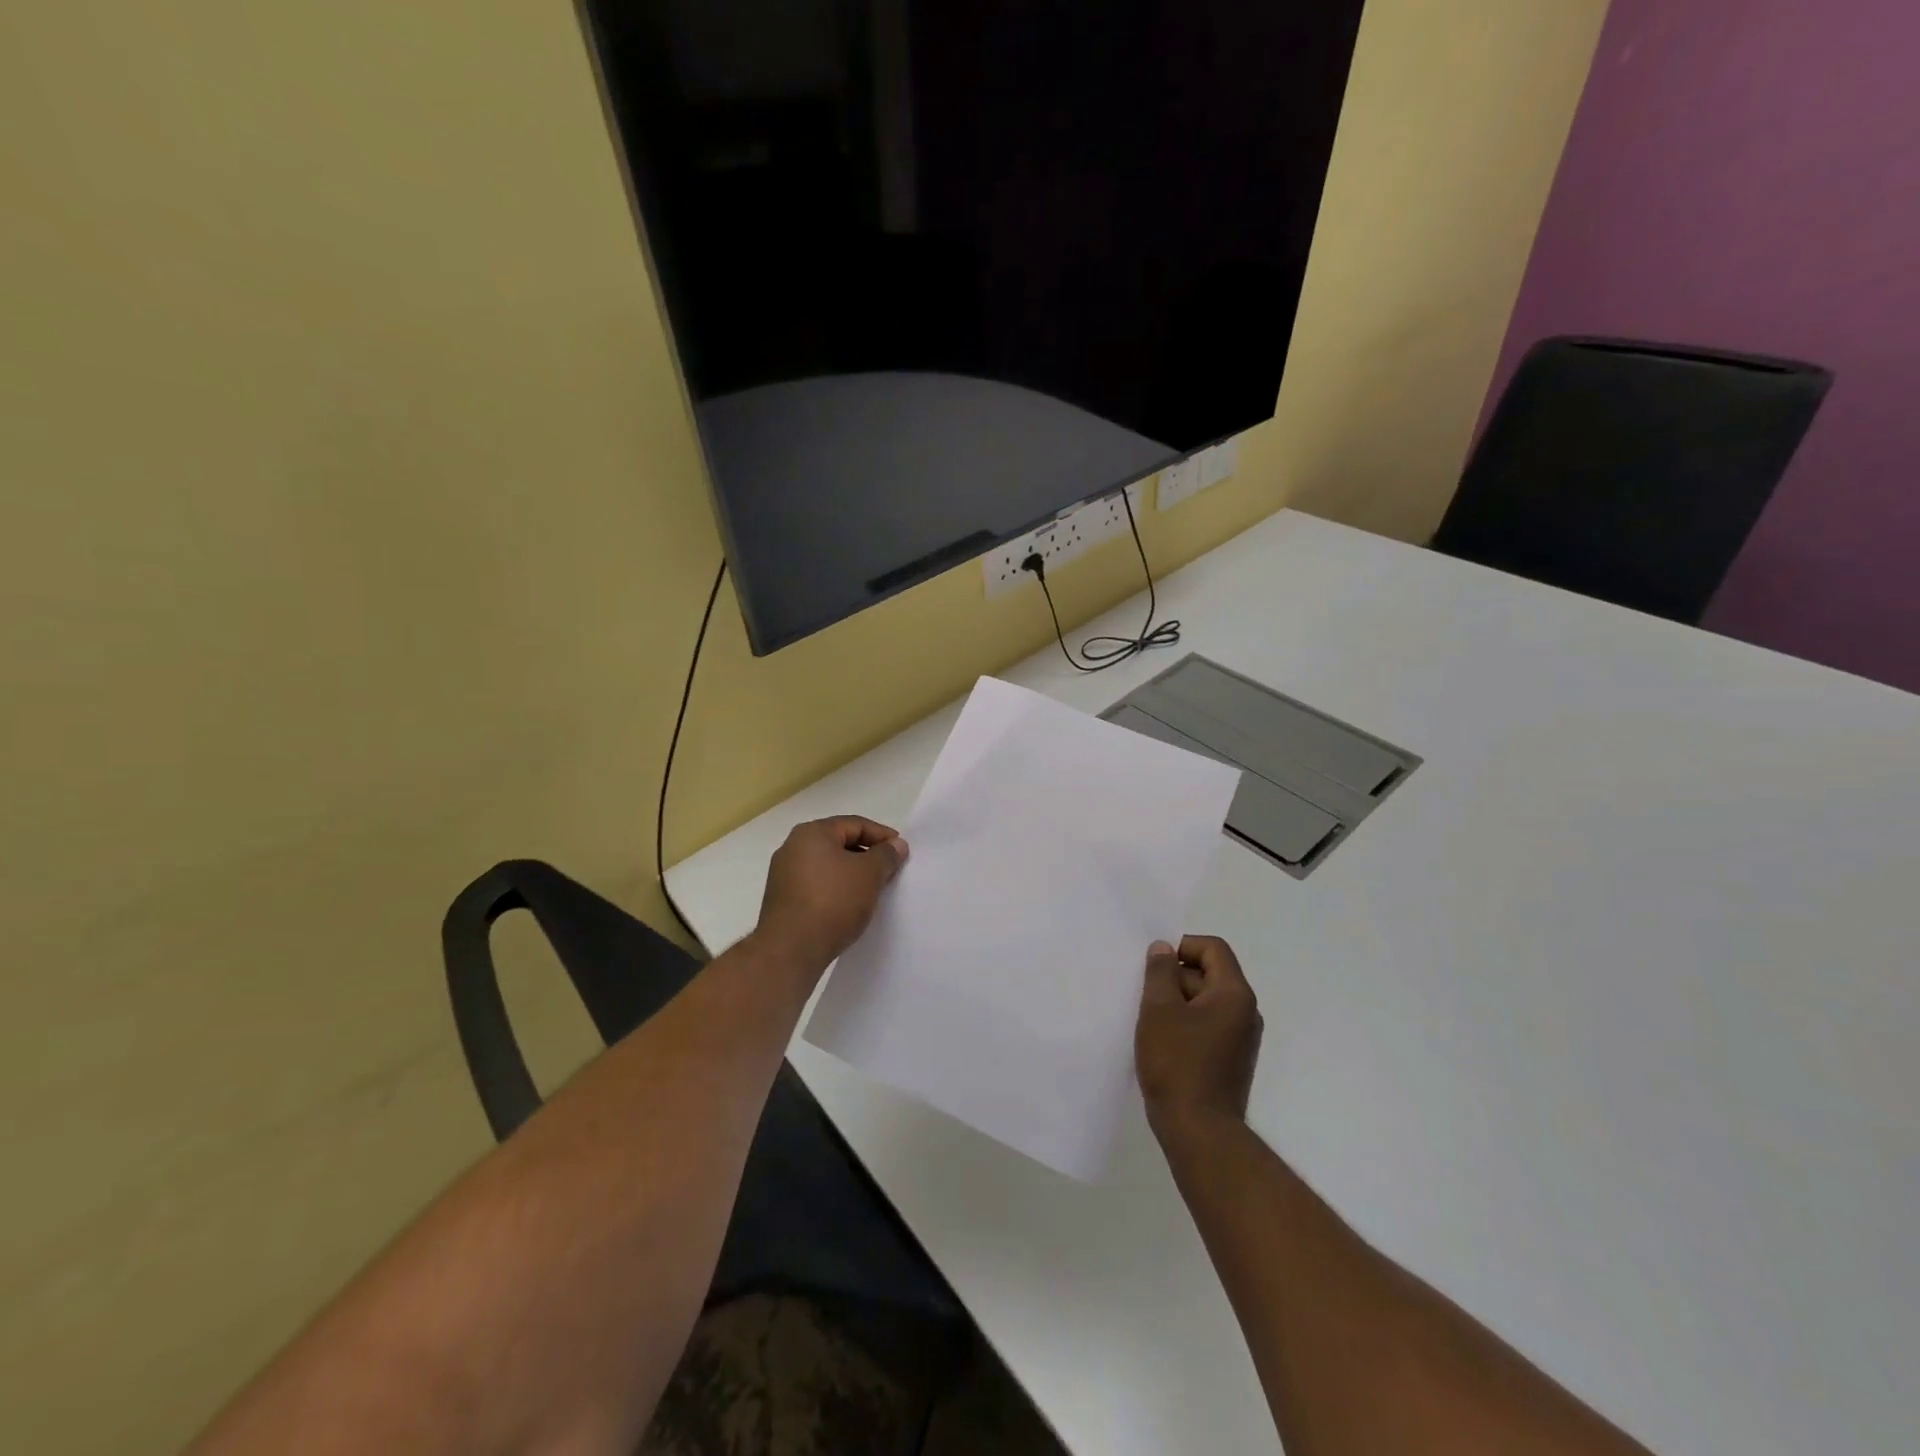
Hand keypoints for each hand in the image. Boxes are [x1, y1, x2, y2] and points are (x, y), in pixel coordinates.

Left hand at [752, 816, 908, 974]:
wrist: (791, 950)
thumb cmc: (833, 902)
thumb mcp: (870, 874)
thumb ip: (886, 855)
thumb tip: (896, 844)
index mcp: (812, 832)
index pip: (855, 824)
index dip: (882, 836)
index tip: (902, 852)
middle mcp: (793, 847)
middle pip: (840, 843)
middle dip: (867, 856)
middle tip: (890, 871)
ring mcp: (784, 875)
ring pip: (828, 866)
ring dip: (852, 875)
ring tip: (873, 891)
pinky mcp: (782, 900)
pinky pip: (817, 886)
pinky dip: (836, 890)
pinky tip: (850, 906)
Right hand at [1136, 936, 1263, 1139]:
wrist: (1199, 1131)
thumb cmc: (1177, 1063)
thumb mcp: (1159, 1009)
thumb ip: (1160, 972)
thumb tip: (1163, 948)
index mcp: (1234, 994)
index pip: (1213, 948)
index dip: (1182, 946)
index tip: (1154, 966)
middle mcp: (1246, 1012)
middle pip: (1209, 974)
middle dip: (1175, 977)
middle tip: (1146, 996)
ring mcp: (1241, 1039)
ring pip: (1206, 1002)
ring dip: (1177, 1002)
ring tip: (1150, 1021)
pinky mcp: (1231, 1060)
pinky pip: (1208, 1026)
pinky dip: (1185, 1024)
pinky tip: (1162, 1043)